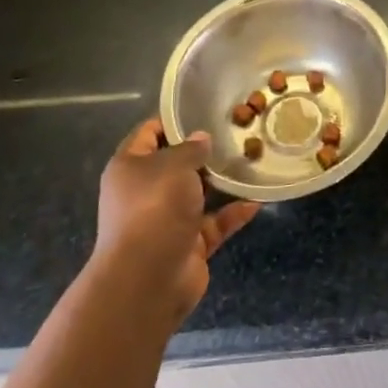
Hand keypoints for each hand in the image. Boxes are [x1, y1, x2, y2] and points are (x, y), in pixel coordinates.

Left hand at [92, 121, 259, 324]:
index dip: (173, 120)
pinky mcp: (188, 245)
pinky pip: (214, 223)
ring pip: (198, 195)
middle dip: (204, 152)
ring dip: (222, 183)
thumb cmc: (154, 208)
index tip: (203, 108)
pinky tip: (257, 200)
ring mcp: (167, 220)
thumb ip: (191, 148)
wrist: (147, 280)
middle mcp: (146, 192)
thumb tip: (201, 138)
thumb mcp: (173, 165)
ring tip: (252, 161)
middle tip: (236, 133)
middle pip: (176, 165)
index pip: (149, 133)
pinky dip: (233, 213)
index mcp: (130, 167)